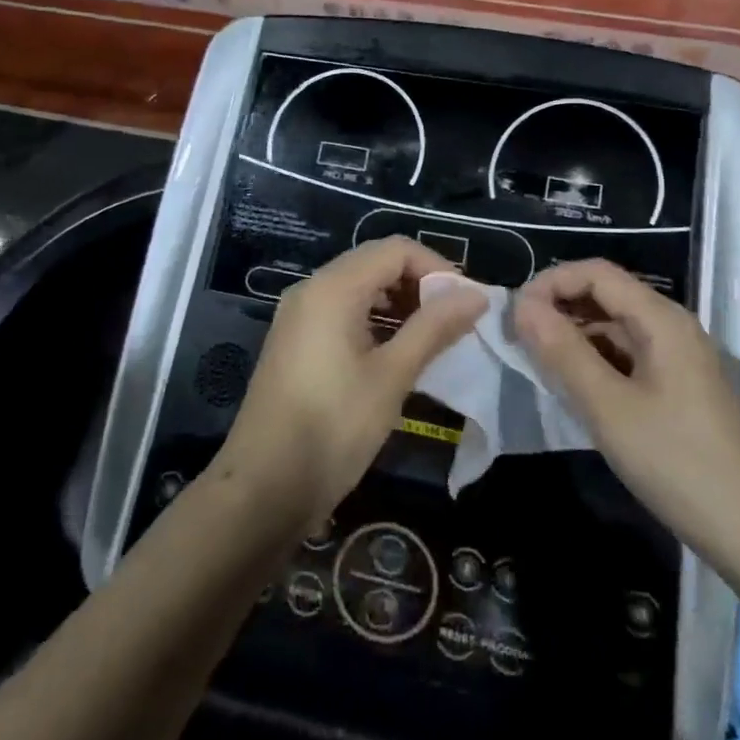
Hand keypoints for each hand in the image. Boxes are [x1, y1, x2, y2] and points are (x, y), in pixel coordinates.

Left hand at [216, 238, 485, 532]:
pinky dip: (374, 320)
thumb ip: (434, 328)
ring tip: (431, 339)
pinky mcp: (294, 341)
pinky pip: (342, 311)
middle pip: (375, 263)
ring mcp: (299, 315)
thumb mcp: (391, 377)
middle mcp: (311, 289)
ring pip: (359, 287)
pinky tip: (395, 353)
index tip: (466, 303)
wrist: (262, 489)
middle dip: (419, 284)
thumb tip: (477, 295)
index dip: (437, 268)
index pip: (395, 250)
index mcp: (333, 288)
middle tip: (453, 322)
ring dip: (398, 303)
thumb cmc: (332, 428)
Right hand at [514, 259, 739, 578]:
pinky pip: (627, 354)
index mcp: (660, 319)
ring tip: (538, 363)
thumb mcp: (608, 407)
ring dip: (574, 335)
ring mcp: (678, 356)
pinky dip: (595, 359)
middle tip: (518, 339)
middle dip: (559, 307)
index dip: (550, 283)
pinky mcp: (678, 384)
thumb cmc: (676, 462)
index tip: (514, 315)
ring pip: (614, 326)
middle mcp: (671, 325)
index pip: (596, 273)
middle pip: (606, 294)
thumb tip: (521, 306)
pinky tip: (574, 386)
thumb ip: (562, 351)